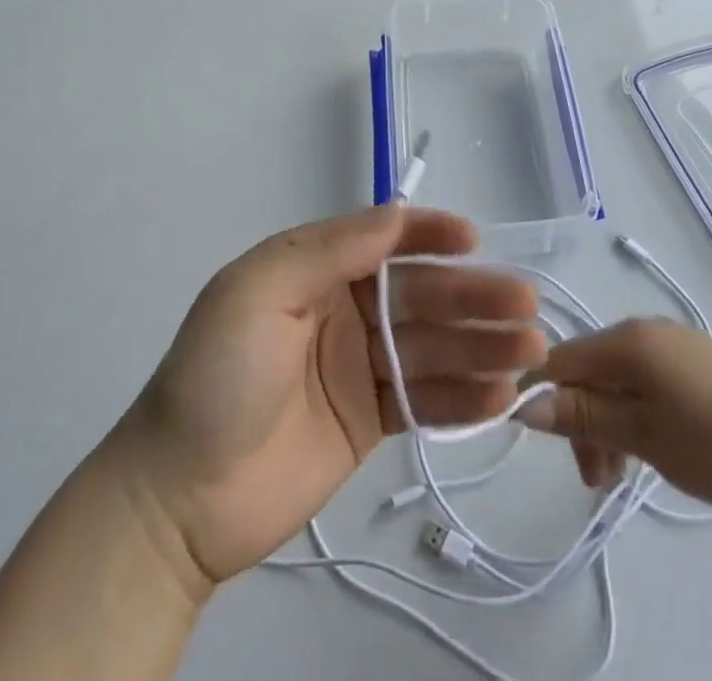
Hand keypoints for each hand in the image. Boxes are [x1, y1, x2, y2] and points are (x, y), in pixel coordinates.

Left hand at [105, 205, 542, 587]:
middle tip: (525, 305)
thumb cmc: (217, 377)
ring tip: (531, 353)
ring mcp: (357, 366)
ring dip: (480, 347)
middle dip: (471, 297)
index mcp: (313, 269)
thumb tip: (397, 213)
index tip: (472, 240)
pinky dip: (462, 398)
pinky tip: (501, 396)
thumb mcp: (259, 293)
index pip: (381, 239)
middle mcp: (342, 308)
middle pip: (418, 296)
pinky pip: (423, 400)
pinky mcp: (368, 419)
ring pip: (430, 347)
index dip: (428, 235)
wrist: (180, 499)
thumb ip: (330, 251)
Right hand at [519, 318, 711, 511]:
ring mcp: (673, 343)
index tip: (541, 444)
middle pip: (589, 369)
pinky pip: (645, 381)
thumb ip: (583, 417)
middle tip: (596, 480)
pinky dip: (635, 414)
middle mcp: (644, 329)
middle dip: (581, 420)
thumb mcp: (643, 436)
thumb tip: (524, 404)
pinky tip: (650, 449)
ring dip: (607, 423)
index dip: (541, 394)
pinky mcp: (696, 362)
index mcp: (627, 340)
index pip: (560, 357)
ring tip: (621, 476)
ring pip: (617, 379)